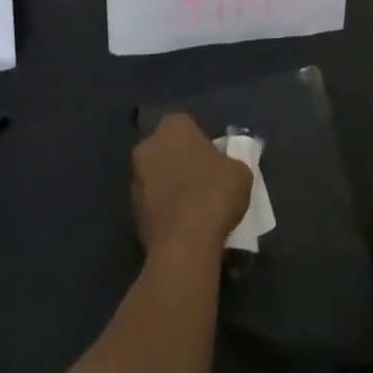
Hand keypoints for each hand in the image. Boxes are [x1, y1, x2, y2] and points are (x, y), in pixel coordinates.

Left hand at [132, 112, 251, 257]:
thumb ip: (230, 162)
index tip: (215, 160)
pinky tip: (184, 226)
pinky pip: (153, 205)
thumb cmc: (214, 194)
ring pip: (158, 178)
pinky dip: (165, 212)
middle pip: (168, 150)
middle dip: (181, 162)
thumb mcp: (240, 171)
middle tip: (204, 182)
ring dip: (171, 188)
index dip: (202, 143)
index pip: (188, 126)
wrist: (184, 247)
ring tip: (195, 209)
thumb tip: (227, 169)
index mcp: (173, 126)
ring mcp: (136, 181)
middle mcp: (149, 147)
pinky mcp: (131, 215)